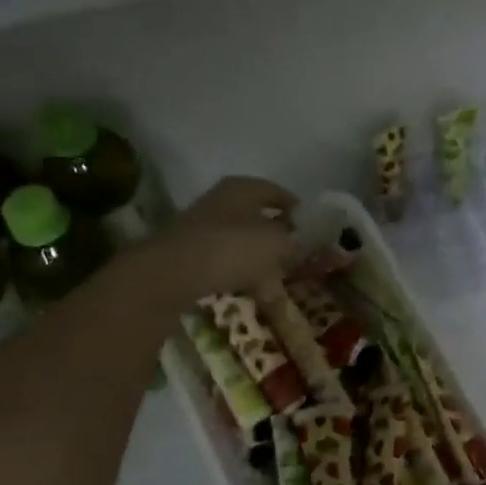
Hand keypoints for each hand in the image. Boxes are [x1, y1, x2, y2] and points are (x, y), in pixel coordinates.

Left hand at [156, 176, 297, 299]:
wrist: (172, 275)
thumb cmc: (232, 248)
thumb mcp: (276, 243)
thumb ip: (294, 241)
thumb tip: (302, 242)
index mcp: (242, 189)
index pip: (276, 192)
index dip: (296, 209)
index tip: (313, 228)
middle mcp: (220, 203)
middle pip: (257, 219)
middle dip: (278, 239)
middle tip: (298, 259)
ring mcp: (202, 230)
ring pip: (241, 244)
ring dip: (260, 262)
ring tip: (278, 286)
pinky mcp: (190, 257)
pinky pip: (224, 265)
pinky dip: (241, 277)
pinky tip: (253, 295)